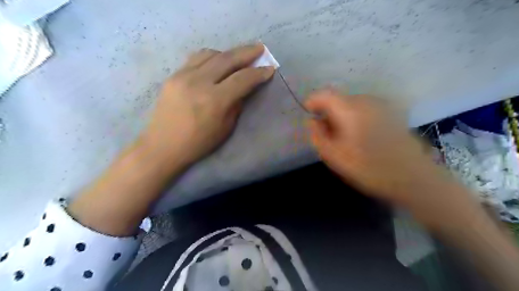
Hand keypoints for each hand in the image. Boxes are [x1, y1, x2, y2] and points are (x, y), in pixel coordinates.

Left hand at [138, 45, 275, 169]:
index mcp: (215, 100)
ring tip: (239, 56)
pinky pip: (196, 58)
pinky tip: (217, 61)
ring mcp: (183, 76)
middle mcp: (199, 82)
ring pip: (211, 54)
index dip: (258, 73)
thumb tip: (243, 88)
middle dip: (247, 52)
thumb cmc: (198, 143)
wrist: (163, 145)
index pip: (242, 79)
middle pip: (227, 59)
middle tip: (260, 48)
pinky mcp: (173, 75)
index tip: (269, 69)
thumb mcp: (225, 128)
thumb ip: (237, 104)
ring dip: (228, 53)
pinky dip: (211, 56)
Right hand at [305, 89, 448, 204]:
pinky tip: (363, 138)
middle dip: (329, 113)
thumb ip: (318, 135)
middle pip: (339, 100)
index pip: (324, 95)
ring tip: (346, 139)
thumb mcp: (333, 156)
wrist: (413, 177)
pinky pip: (366, 110)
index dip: (312, 103)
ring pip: (352, 105)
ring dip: (343, 117)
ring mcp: (381, 105)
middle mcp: (366, 100)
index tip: (309, 116)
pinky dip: (357, 118)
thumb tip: (312, 121)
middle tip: (328, 135)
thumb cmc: (368, 168)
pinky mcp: (392, 113)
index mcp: (350, 109)